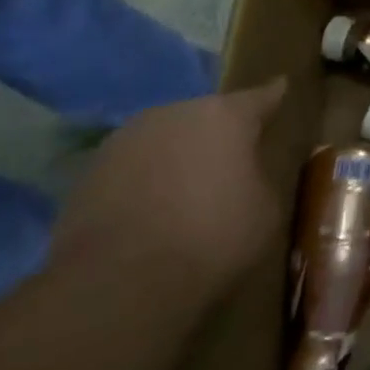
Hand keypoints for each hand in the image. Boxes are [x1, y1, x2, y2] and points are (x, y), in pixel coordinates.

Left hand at [50, 80, 284, 303]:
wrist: (118, 283)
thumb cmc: (212, 238)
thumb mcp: (265, 210)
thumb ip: (261, 178)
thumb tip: (248, 173)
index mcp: (226, 115)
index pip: (260, 97)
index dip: (273, 95)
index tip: (281, 86)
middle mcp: (175, 112)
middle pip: (206, 116)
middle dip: (218, 134)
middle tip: (229, 162)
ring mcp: (126, 138)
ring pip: (164, 139)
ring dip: (176, 156)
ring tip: (184, 191)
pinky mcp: (89, 171)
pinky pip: (132, 168)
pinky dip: (143, 181)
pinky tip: (148, 213)